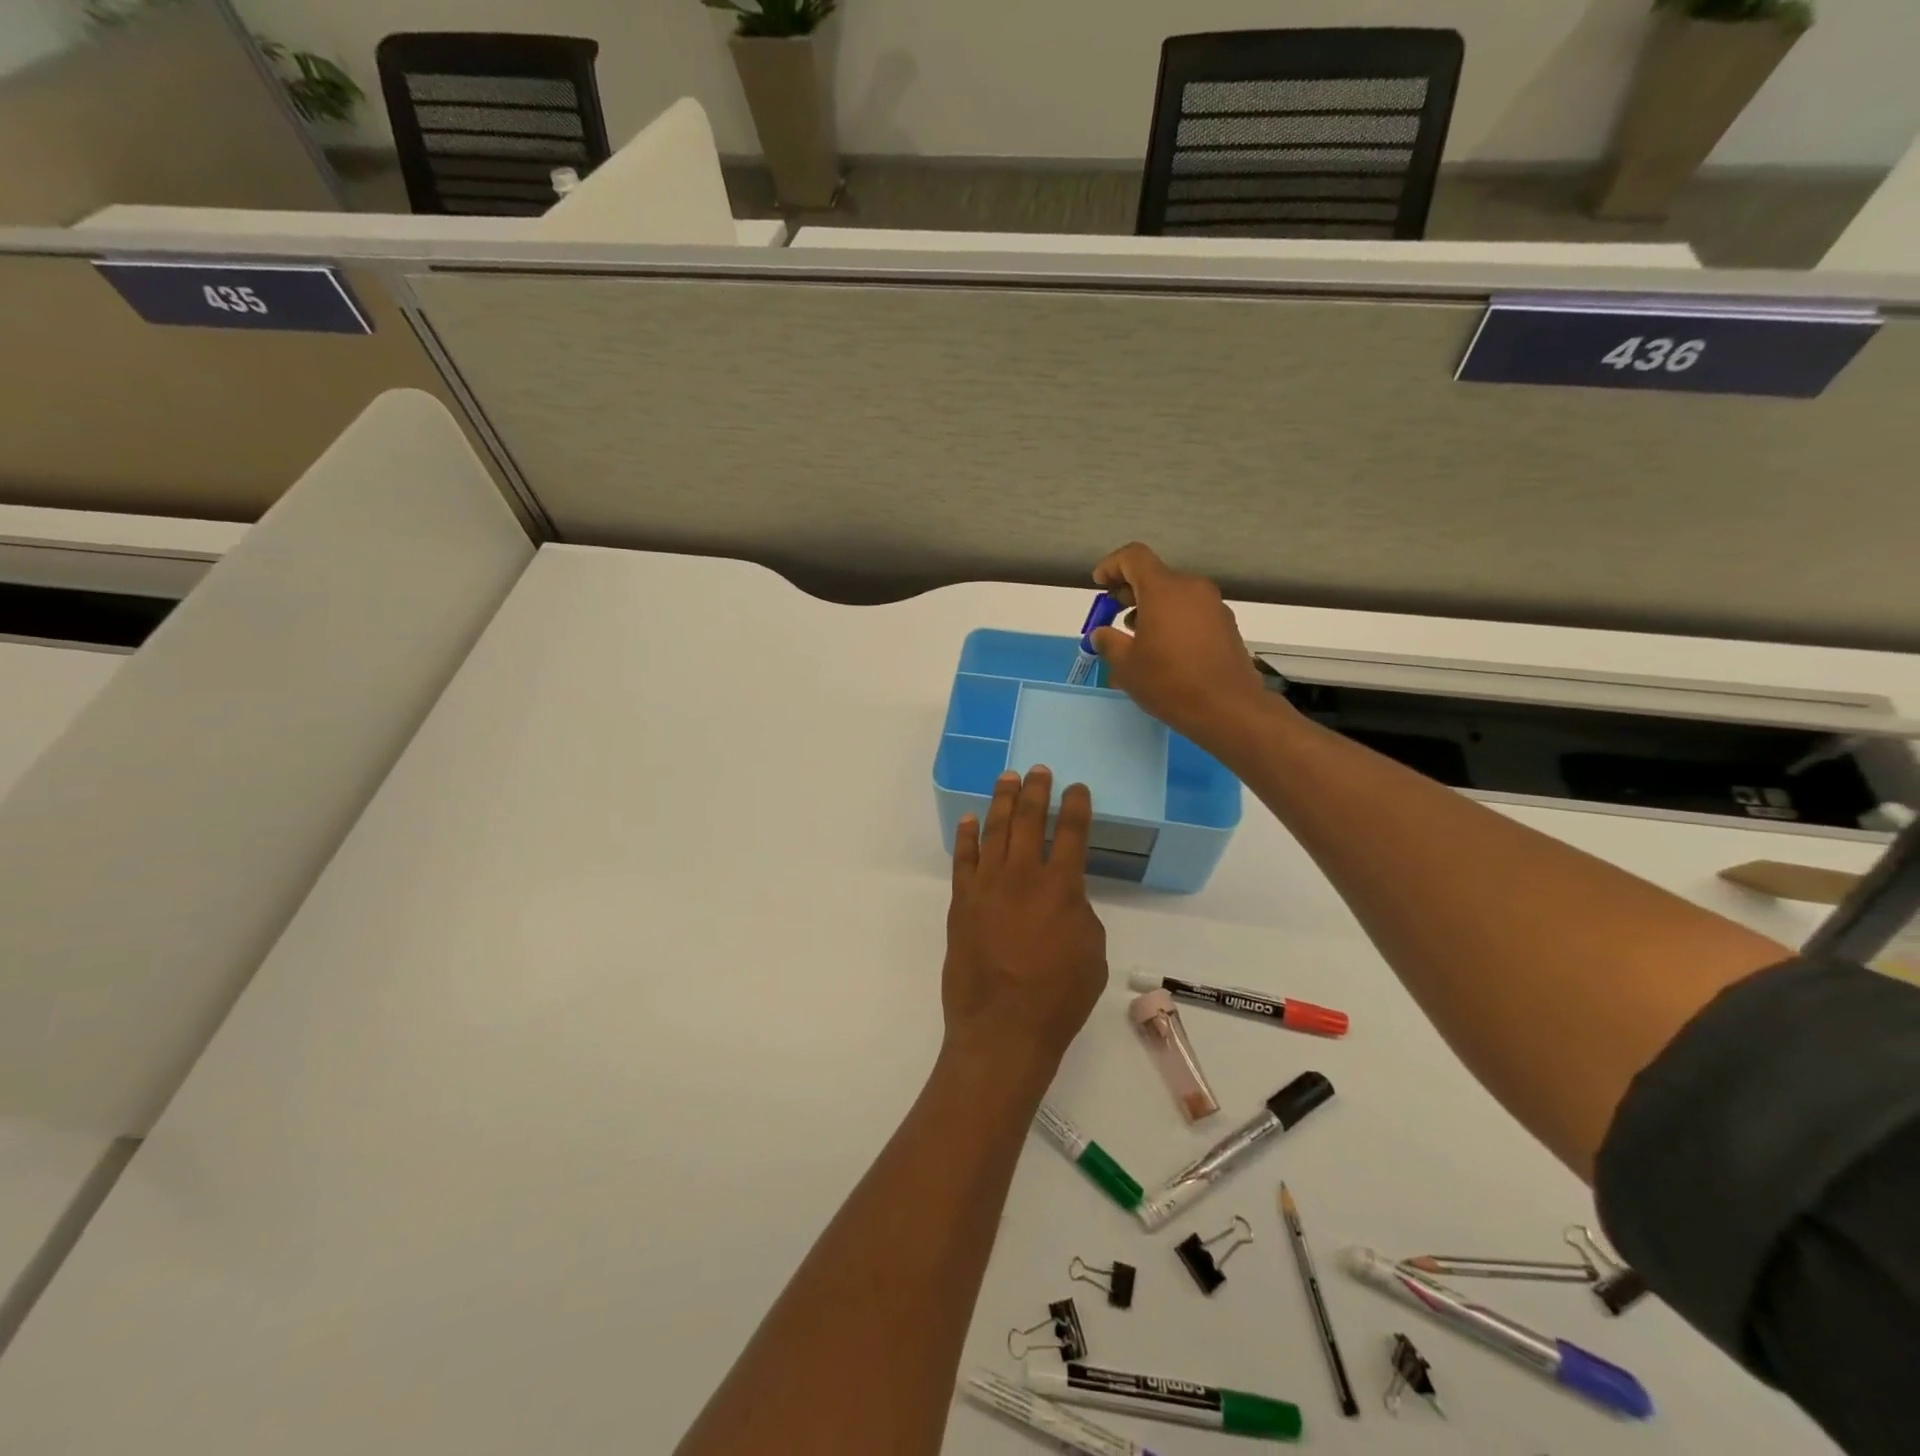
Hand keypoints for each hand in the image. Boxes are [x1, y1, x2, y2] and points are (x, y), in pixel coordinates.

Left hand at [943, 767, 1107, 1082]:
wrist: (1003, 1027)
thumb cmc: (1058, 997)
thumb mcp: (1092, 954)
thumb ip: (1080, 914)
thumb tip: (1064, 898)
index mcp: (1061, 886)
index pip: (1071, 833)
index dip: (1075, 806)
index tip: (1077, 787)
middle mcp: (1022, 876)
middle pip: (1029, 820)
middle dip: (1035, 791)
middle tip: (1038, 770)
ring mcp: (987, 886)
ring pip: (994, 831)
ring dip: (1002, 802)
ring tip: (1007, 778)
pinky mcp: (961, 902)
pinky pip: (964, 859)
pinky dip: (966, 836)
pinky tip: (969, 819)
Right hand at [1091, 542, 1272, 751]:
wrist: (1229, 709)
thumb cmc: (1170, 682)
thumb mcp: (1126, 665)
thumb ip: (1108, 642)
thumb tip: (1101, 634)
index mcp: (1164, 589)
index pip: (1133, 557)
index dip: (1112, 565)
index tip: (1099, 585)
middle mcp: (1191, 588)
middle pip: (1155, 576)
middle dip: (1130, 591)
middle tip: (1113, 615)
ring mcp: (1213, 606)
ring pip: (1174, 595)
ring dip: (1151, 608)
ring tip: (1137, 638)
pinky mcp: (1226, 625)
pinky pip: (1191, 612)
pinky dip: (1172, 621)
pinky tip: (1164, 651)